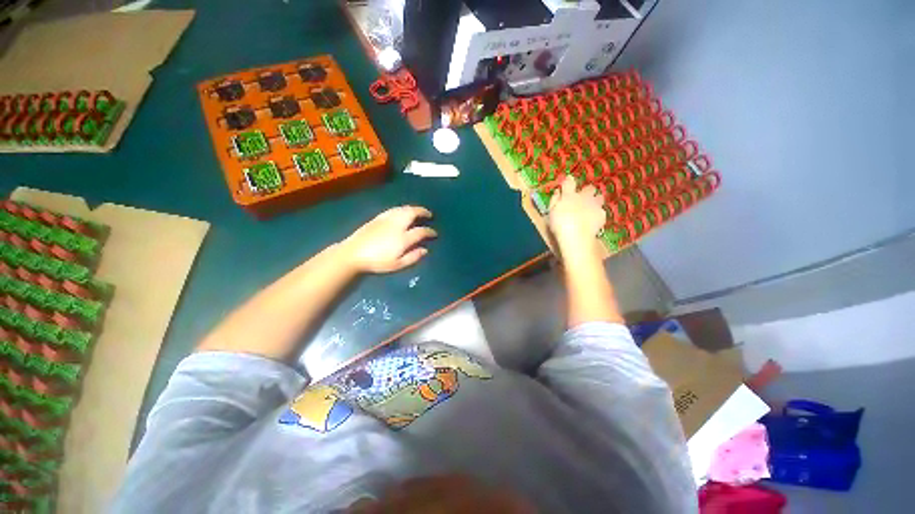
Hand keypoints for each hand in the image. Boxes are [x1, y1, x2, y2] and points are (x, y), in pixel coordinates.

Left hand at [342, 206, 435, 272]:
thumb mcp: (397, 265)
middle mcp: (397, 225)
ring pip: (403, 209)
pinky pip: (394, 209)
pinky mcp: (378, 217)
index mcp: (403, 238)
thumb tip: (425, 250)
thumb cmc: (377, 262)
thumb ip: (413, 257)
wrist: (353, 254)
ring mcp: (387, 219)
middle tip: (429, 214)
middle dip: (423, 212)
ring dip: (413, 208)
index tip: (434, 234)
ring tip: (418, 211)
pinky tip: (403, 211)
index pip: (421, 231)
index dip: (430, 232)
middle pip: (413, 213)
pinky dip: (402, 209)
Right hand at [547, 175, 606, 257]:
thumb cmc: (559, 224)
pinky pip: (601, 210)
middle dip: (586, 191)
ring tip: (590, 209)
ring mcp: (595, 204)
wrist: (576, 236)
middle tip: (581, 199)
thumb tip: (558, 191)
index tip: (568, 181)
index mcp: (569, 195)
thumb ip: (554, 200)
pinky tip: (593, 221)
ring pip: (599, 197)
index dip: (569, 180)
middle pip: (589, 188)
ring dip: (595, 201)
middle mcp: (584, 196)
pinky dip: (597, 214)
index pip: (569, 182)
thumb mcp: (551, 212)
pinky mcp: (602, 214)